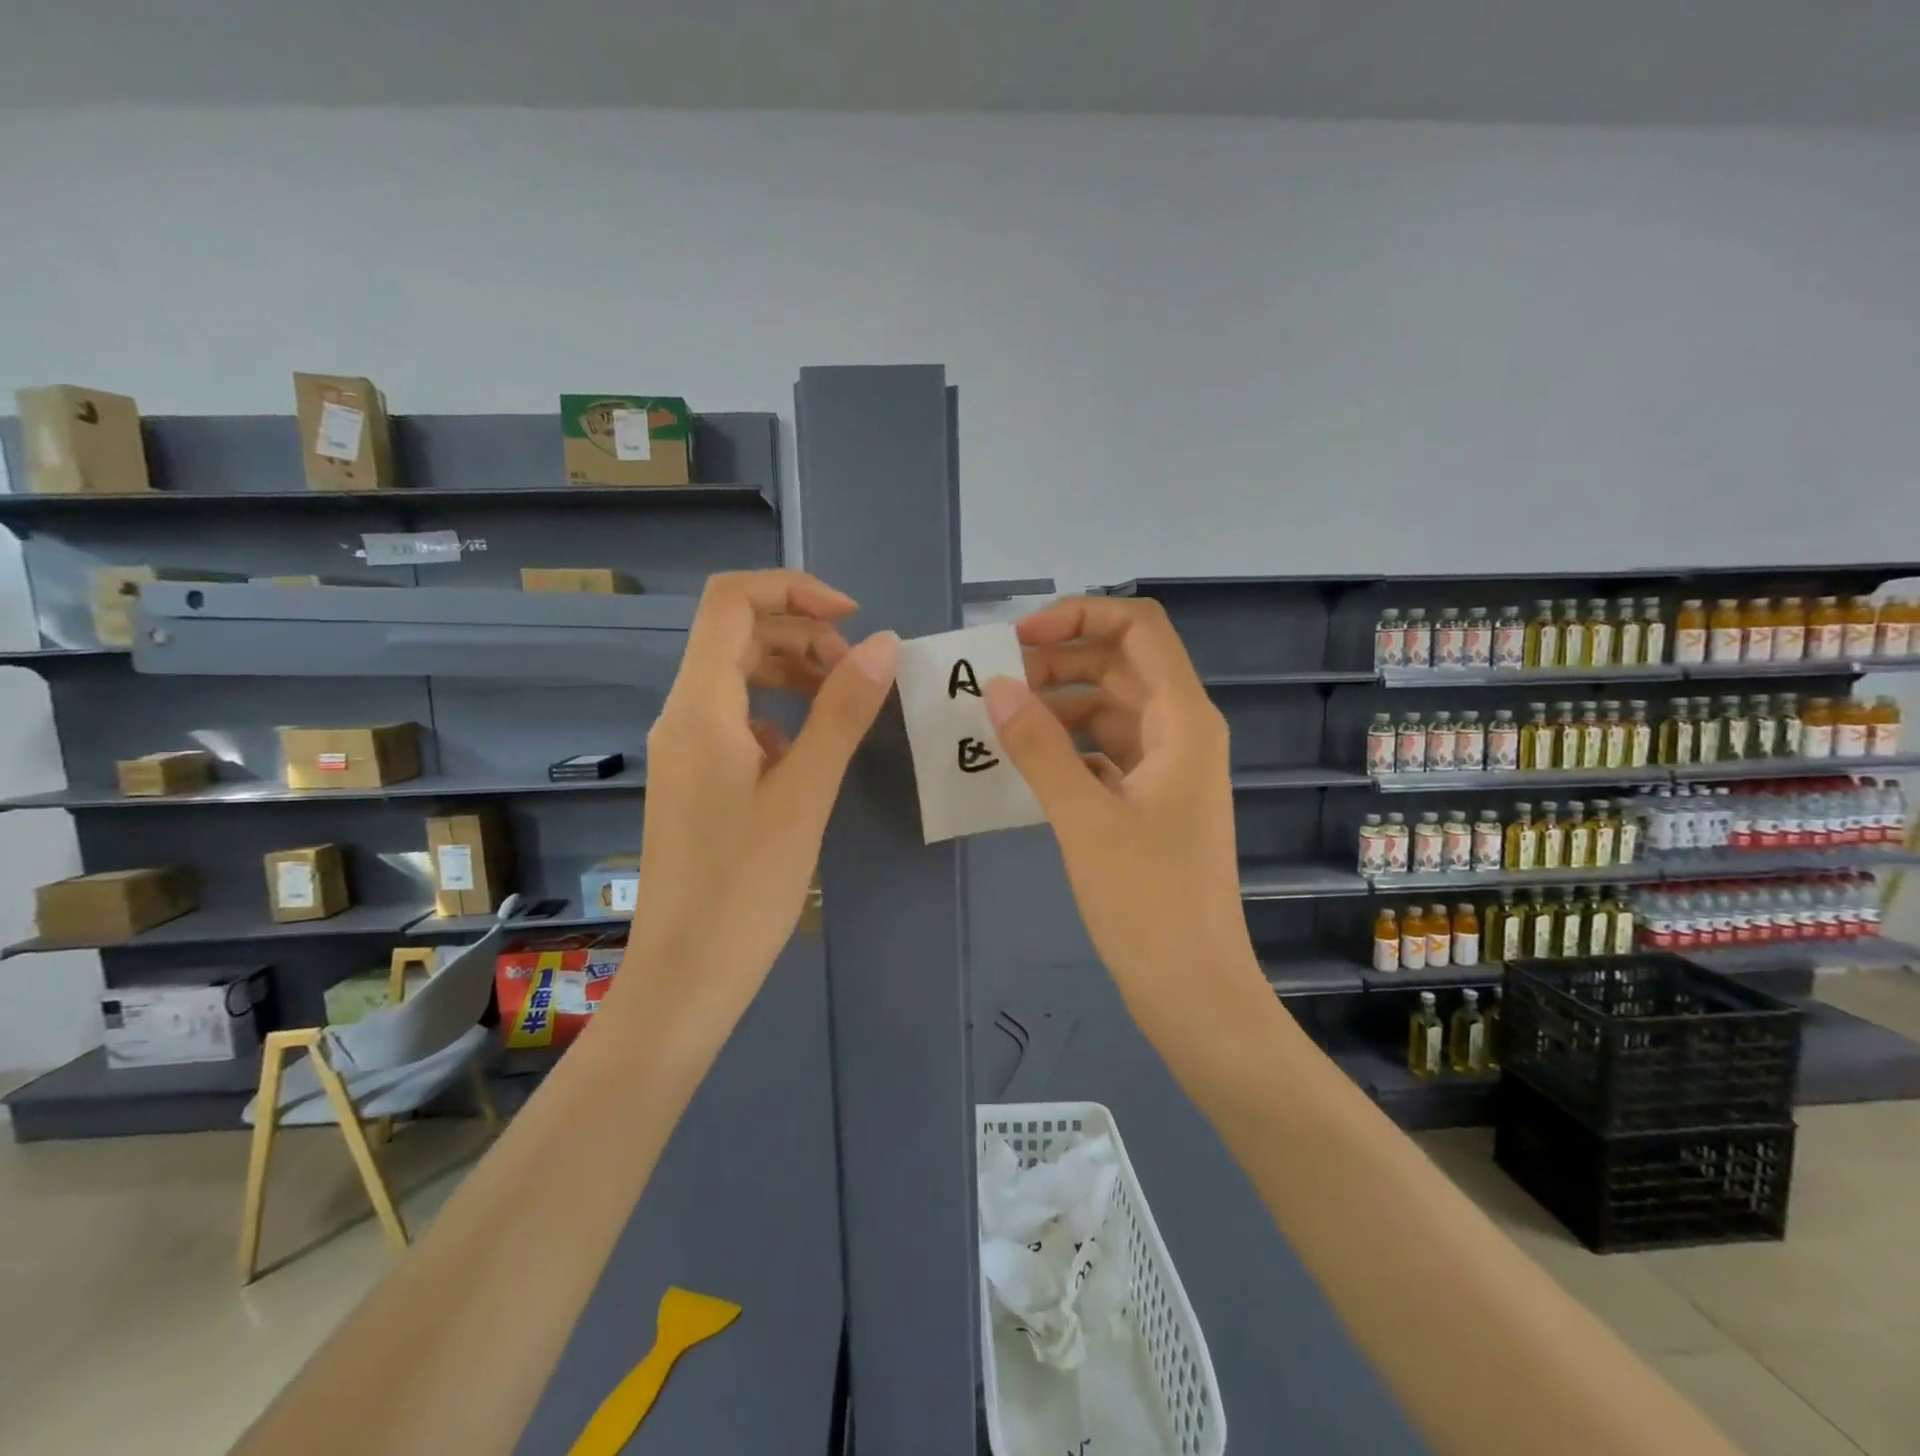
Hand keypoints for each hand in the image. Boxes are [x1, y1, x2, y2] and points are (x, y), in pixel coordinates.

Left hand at [627, 569, 898, 986]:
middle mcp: (683, 714)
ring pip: (737, 674)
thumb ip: (843, 712)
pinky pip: (737, 717)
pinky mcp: (696, 777)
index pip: (731, 601)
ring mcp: (685, 747)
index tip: (854, 619)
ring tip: (844, 702)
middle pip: (737, 633)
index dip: (794, 589)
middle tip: (858, 673)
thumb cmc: (746, 886)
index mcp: (700, 706)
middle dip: (802, 634)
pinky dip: (779, 712)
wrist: (687, 974)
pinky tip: (809, 751)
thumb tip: (885, 644)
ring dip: (793, 670)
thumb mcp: (805, 792)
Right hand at [983, 597, 1261, 1010]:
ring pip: (1109, 709)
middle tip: (996, 684)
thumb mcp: (1084, 818)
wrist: (1192, 988)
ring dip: (1058, 705)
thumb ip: (1039, 746)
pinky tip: (1025, 761)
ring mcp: (1166, 767)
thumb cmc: (1147, 901)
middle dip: (1058, 661)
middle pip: (1119, 665)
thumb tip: (997, 686)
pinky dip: (1066, 746)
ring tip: (1000, 721)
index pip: (1138, 629)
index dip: (1080, 616)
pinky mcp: (1149, 800)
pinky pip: (1104, 751)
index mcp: (1182, 720)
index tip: (1019, 639)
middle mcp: (1180, 731)